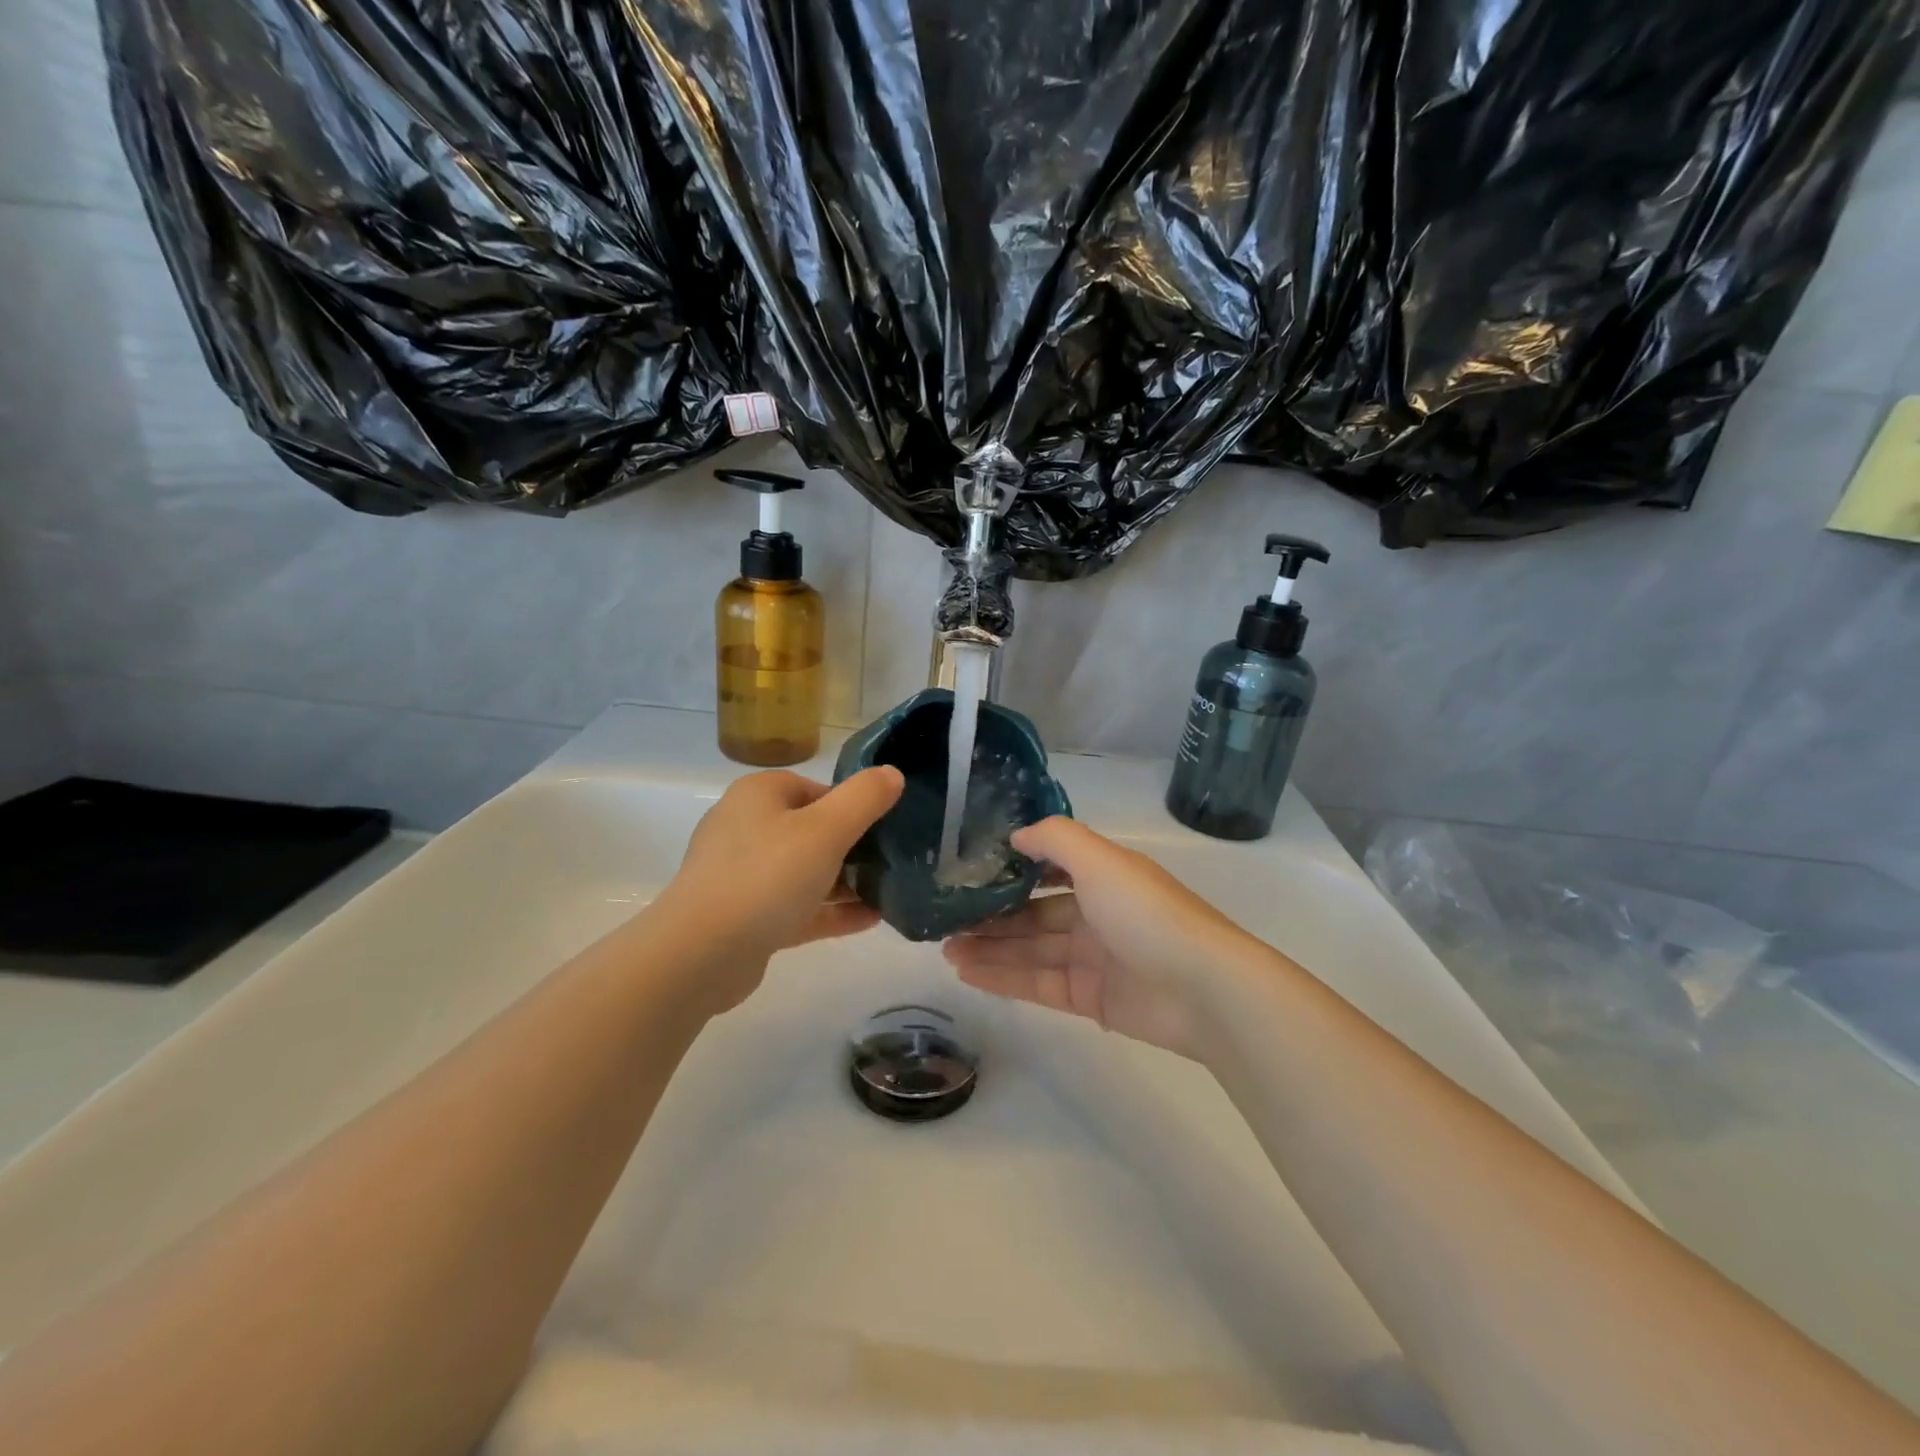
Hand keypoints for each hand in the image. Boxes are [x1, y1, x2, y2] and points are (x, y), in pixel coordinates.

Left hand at [655, 767, 902, 1006]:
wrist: (701, 953)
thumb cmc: (767, 876)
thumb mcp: (827, 830)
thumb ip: (864, 798)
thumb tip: (892, 773)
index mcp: (759, 796)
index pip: (814, 788)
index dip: (851, 804)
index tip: (883, 826)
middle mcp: (746, 828)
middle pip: (811, 830)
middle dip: (853, 846)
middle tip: (891, 861)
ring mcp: (742, 875)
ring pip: (805, 872)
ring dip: (845, 882)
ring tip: (888, 892)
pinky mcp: (745, 917)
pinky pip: (797, 907)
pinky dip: (830, 911)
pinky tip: (871, 920)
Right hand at [943, 816, 1269, 1057]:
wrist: (1202, 989)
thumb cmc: (1146, 913)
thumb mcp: (1100, 860)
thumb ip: (1055, 839)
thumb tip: (1015, 835)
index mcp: (1102, 877)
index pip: (1050, 870)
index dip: (1013, 870)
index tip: (971, 871)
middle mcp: (1095, 914)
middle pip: (1034, 914)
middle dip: (992, 916)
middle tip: (946, 920)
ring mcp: (1092, 959)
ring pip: (1030, 950)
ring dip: (990, 948)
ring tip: (945, 948)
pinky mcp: (1089, 999)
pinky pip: (1037, 984)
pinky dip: (1003, 978)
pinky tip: (967, 972)